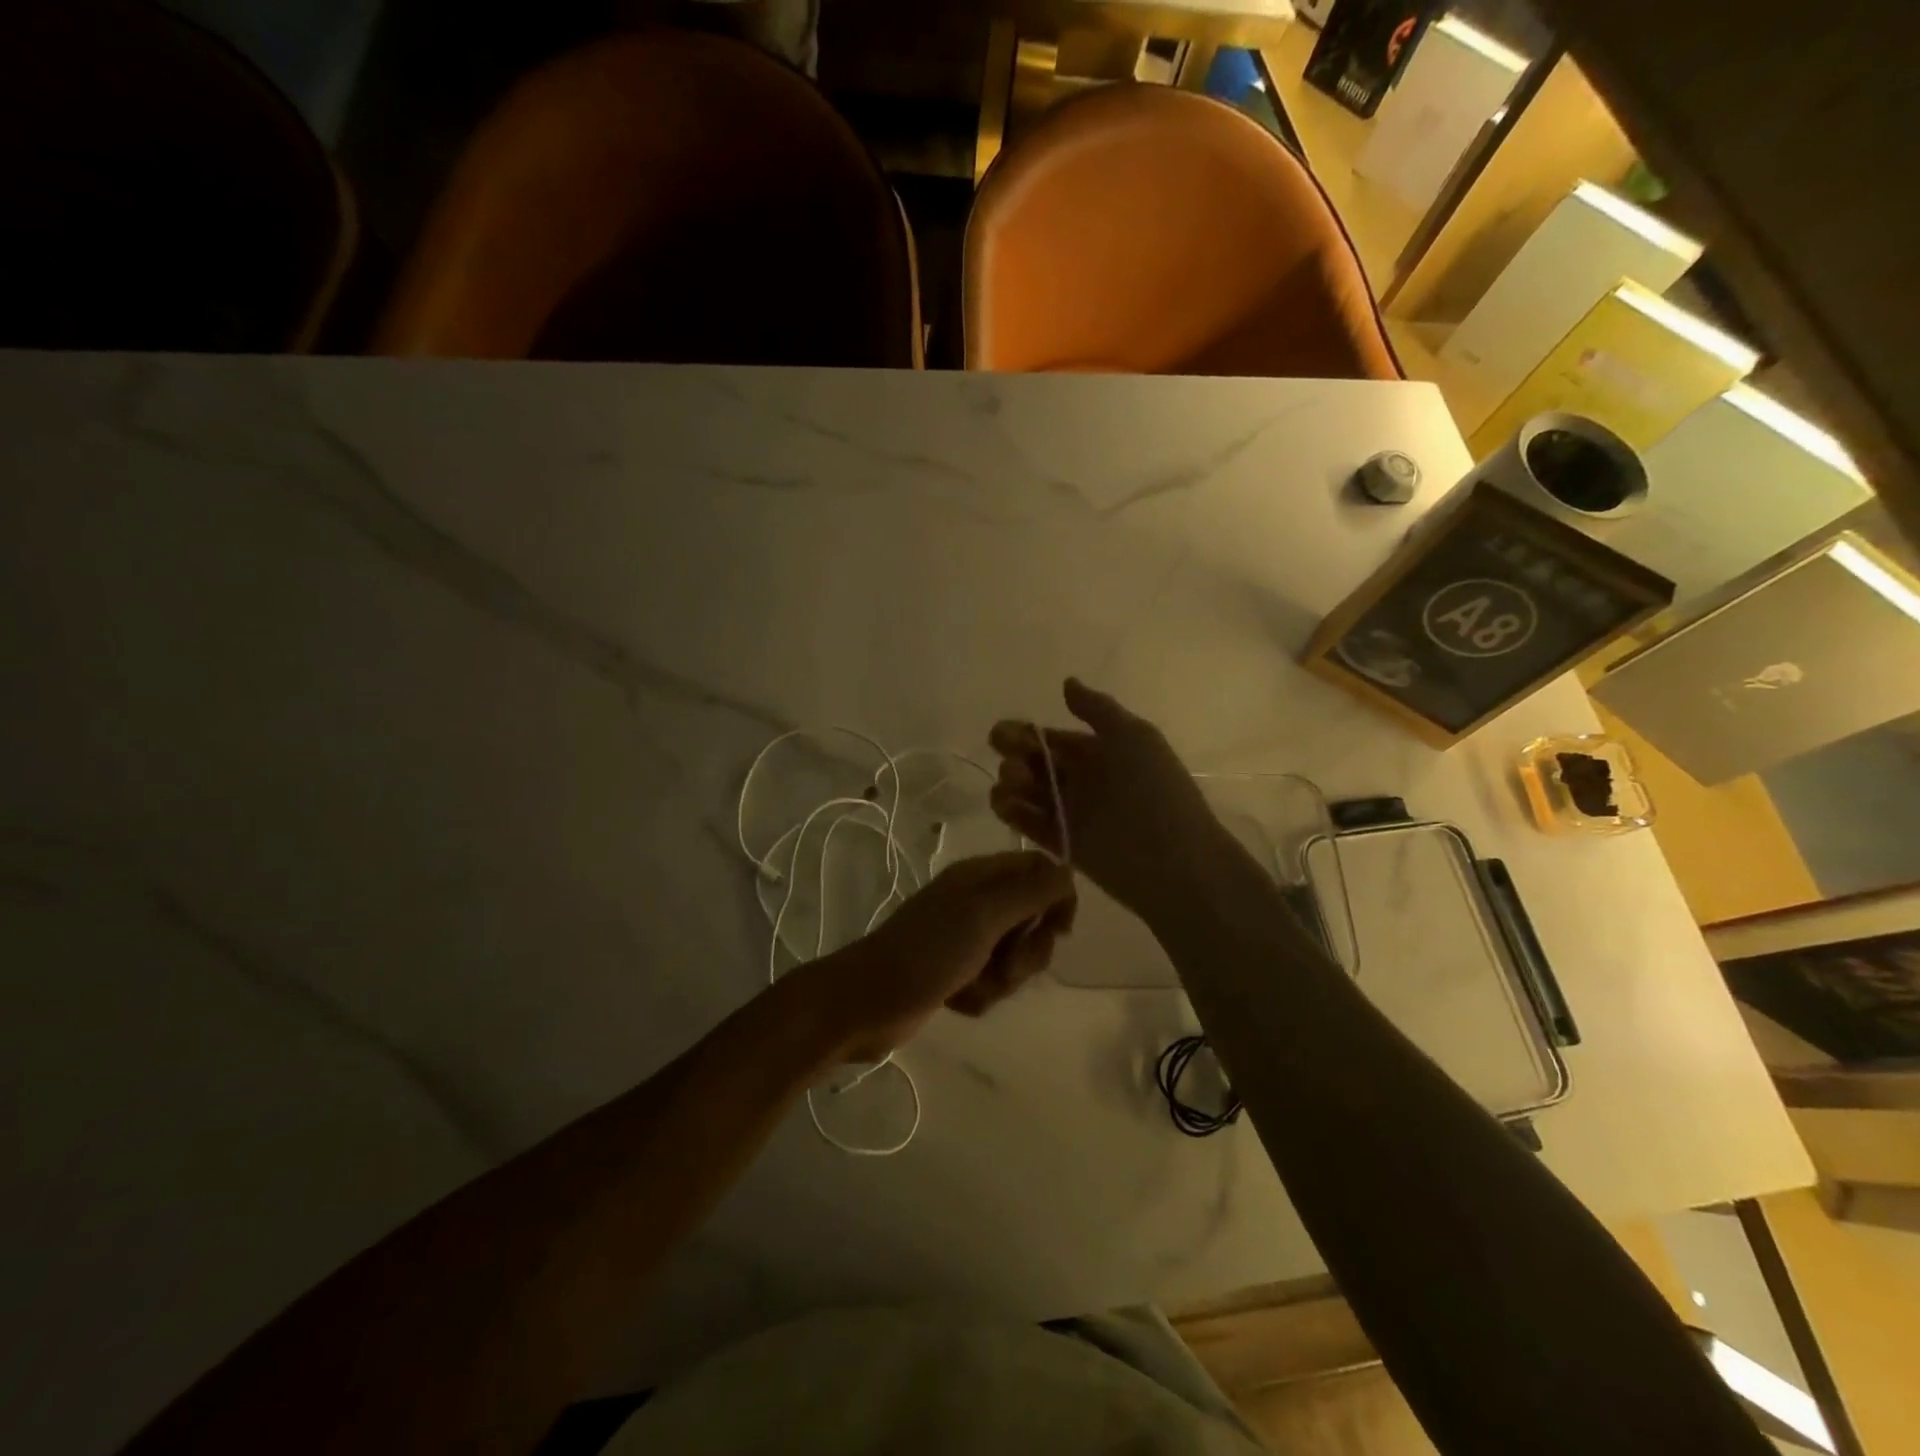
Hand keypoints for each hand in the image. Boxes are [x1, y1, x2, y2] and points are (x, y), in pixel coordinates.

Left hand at [796, 851, 1076, 1063]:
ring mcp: (965, 938)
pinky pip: (992, 981)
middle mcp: (976, 901)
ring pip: (1015, 955)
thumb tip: (1068, 873)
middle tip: (1004, 964)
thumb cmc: (928, 951)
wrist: (867, 1002)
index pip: (1040, 870)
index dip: (1057, 899)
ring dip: (1002, 979)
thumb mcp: (984, 914)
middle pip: (1033, 918)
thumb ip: (1031, 890)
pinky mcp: (956, 972)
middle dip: (1026, 951)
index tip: (1058, 931)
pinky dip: (981, 995)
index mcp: (981, 876)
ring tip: (974, 987)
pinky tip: (958, 1000)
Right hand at [989, 677, 1230, 920]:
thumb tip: (1067, 683)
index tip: (1001, 733)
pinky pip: (1032, 825)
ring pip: (1030, 793)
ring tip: (1011, 782)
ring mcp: (1073, 814)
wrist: (1172, 860)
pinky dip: (1013, 813)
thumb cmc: (1153, 790)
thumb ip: (1097, 709)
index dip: (1026, 733)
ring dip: (1011, 783)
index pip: (1055, 739)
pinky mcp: (1064, 845)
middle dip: (1015, 755)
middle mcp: (1085, 781)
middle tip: (1007, 756)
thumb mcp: (1133, 737)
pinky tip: (1003, 802)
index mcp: (1102, 752)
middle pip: (1037, 764)